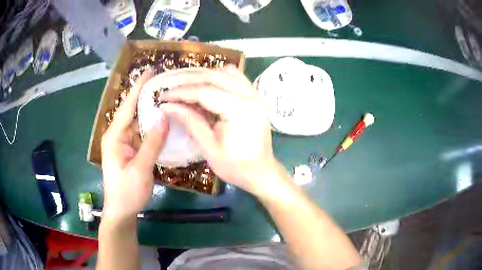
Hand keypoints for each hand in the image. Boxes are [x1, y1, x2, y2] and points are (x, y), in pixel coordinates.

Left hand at [101, 69, 168, 221]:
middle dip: (149, 97)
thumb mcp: (140, 169)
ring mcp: (125, 143)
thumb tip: (164, 117)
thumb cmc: (126, 192)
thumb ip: (152, 143)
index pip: (127, 106)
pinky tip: (167, 122)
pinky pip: (144, 135)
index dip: (139, 88)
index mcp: (115, 136)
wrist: (122, 211)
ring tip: (171, 98)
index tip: (150, 71)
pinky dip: (155, 128)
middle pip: (135, 112)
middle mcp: (119, 135)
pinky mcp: (132, 150)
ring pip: (141, 123)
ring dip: (153, 112)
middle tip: (168, 83)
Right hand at [159, 67, 282, 195]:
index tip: (163, 96)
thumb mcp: (209, 148)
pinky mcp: (254, 96)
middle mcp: (250, 96)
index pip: (204, 92)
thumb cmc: (236, 167)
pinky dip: (217, 76)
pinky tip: (204, 82)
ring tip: (181, 81)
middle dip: (187, 78)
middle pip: (214, 76)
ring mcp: (254, 94)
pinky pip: (235, 77)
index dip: (181, 92)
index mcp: (239, 110)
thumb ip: (190, 122)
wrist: (261, 171)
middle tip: (168, 83)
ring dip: (201, 74)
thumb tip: (167, 106)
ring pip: (224, 73)